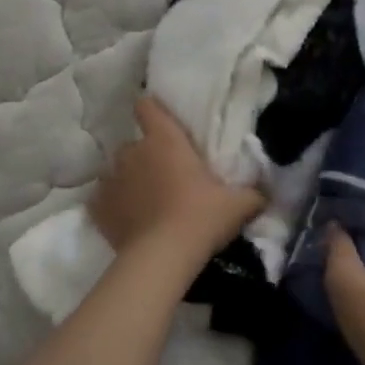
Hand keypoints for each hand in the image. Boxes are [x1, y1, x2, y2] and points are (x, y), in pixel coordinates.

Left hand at [90, 98, 264, 269]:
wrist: (163, 257)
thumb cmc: (201, 218)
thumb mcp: (238, 205)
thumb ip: (252, 194)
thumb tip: (265, 194)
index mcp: (165, 139)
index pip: (148, 107)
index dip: (151, 110)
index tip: (158, 119)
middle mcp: (134, 152)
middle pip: (133, 144)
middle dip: (144, 156)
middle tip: (163, 176)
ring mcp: (112, 179)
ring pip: (116, 171)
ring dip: (127, 181)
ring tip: (143, 200)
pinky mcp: (99, 208)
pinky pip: (102, 200)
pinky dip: (111, 207)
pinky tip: (125, 219)